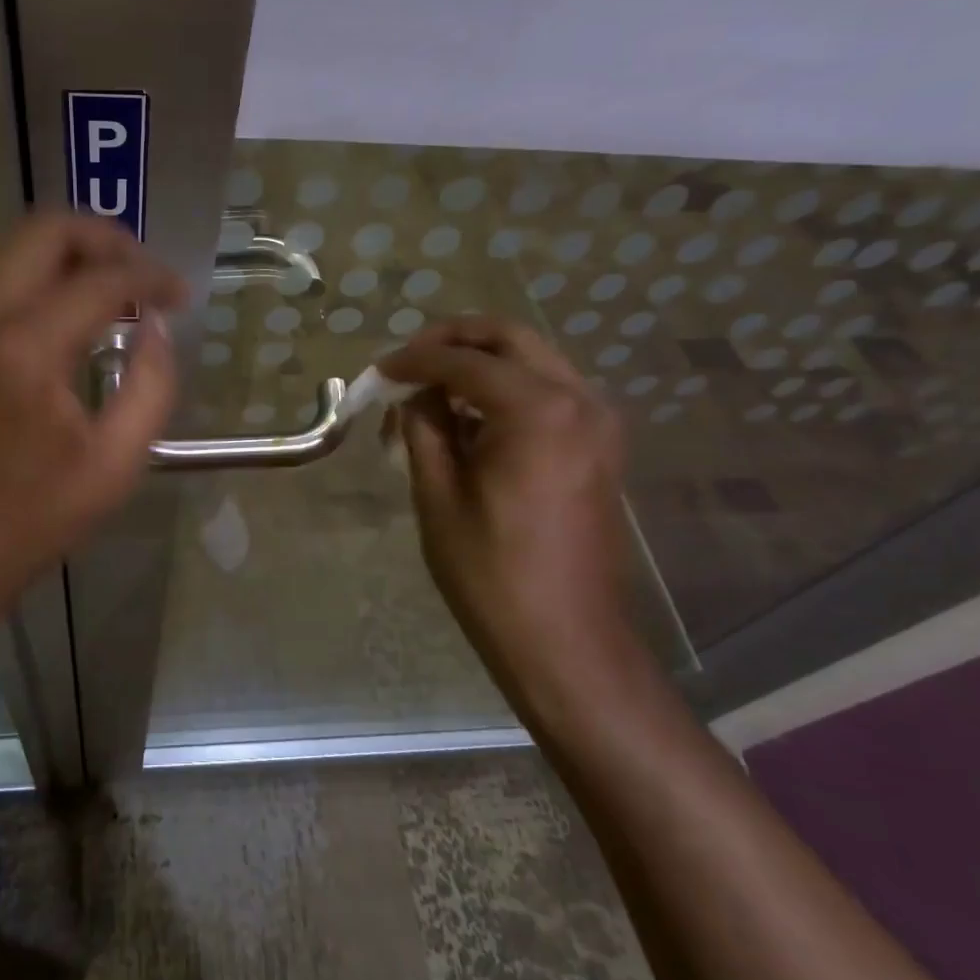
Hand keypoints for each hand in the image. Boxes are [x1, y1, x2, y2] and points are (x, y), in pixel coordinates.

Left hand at [0, 212, 186, 631]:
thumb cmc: (26, 523)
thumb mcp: (114, 467)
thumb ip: (152, 386)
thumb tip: (156, 328)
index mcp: (24, 350)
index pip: (102, 279)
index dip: (151, 278)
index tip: (178, 295)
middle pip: (44, 230)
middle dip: (105, 239)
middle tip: (139, 274)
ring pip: (5, 247)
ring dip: (61, 256)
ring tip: (100, 292)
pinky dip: (22, 279)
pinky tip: (47, 317)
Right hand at [380, 317, 645, 722]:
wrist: (565, 640)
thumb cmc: (491, 572)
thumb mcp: (438, 494)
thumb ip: (424, 426)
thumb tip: (413, 392)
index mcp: (538, 410)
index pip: (465, 360)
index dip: (415, 359)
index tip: (379, 370)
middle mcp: (579, 399)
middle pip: (509, 339)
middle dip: (453, 341)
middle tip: (408, 363)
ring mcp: (598, 421)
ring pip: (533, 360)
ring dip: (480, 364)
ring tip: (431, 394)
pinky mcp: (600, 445)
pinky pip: (549, 392)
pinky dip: (506, 390)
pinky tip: (469, 419)